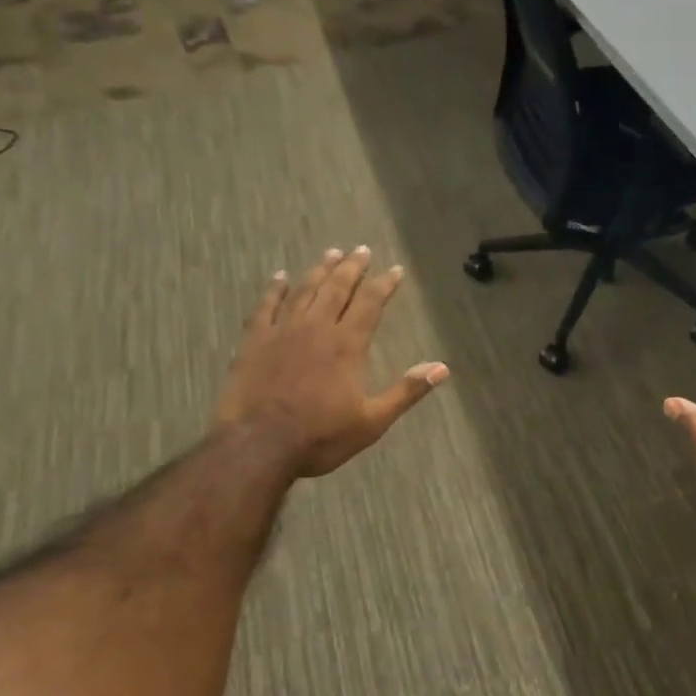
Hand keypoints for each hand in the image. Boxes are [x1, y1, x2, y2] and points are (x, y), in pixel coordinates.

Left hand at [216, 246, 448, 477]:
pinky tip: (280, 277)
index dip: (384, 284)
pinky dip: (274, 289)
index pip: (370, 304)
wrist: (258, 445)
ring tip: (331, 253)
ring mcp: (282, 331)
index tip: (395, 270)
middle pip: (337, 288)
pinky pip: (266, 306)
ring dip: (320, 271)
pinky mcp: (254, 341)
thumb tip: (441, 368)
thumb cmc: (320, 437)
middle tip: (361, 249)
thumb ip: (406, 391)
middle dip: (352, 267)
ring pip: (304, 291)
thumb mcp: (372, 421)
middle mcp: (316, 328)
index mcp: (347, 345)